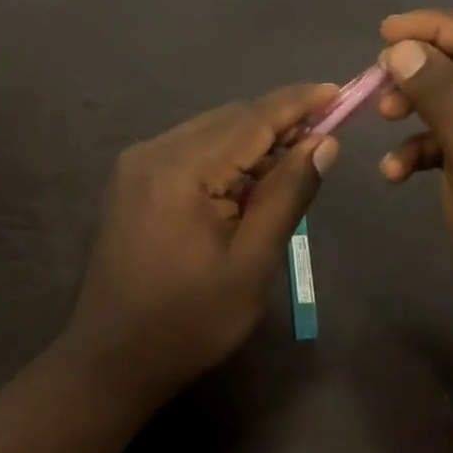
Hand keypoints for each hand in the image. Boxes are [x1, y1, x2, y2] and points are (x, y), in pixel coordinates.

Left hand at [64, 83, 339, 404]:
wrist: (112, 360)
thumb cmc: (190, 321)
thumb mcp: (252, 262)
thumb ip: (287, 194)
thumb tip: (323, 142)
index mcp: (181, 170)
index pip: (252, 119)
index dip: (299, 103)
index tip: (340, 91)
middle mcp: (153, 151)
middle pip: (230, 119)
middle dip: (279, 122)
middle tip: (323, 139)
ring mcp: (137, 164)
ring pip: (210, 131)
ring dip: (253, 140)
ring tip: (291, 163)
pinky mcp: (132, 179)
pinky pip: (190, 150)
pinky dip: (225, 156)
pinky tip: (246, 182)